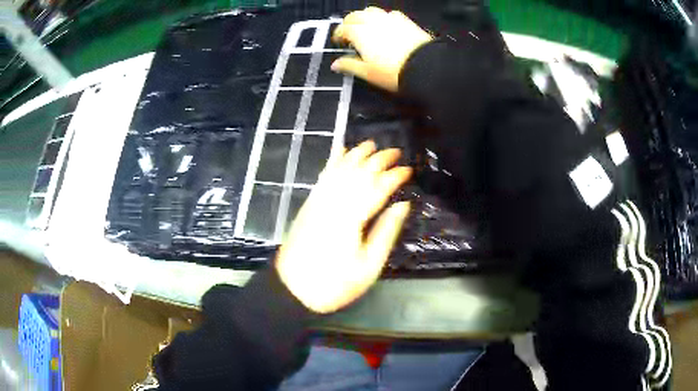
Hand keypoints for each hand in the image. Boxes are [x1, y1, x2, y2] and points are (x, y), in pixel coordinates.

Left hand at [275, 141, 412, 313]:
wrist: (292, 289)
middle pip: (359, 173)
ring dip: (356, 154)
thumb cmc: (335, 284)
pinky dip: (333, 161)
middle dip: (378, 159)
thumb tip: (403, 205)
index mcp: (352, 219)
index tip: (409, 170)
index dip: (395, 176)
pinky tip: (340, 152)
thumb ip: (386, 232)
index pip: (377, 188)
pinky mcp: (309, 204)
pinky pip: (323, 176)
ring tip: (371, 144)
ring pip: (339, 169)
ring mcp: (318, 202)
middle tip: (396, 151)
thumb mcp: (368, 266)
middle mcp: (334, 203)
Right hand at [331, 7, 432, 91]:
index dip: (338, 35)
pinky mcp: (405, 20)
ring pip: (371, 11)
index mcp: (359, 32)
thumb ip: (349, 65)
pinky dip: (383, 17)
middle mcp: (372, 21)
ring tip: (366, 27)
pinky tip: (386, 26)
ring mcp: (390, 18)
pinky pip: (390, 14)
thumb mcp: (367, 72)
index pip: (342, 28)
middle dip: (349, 23)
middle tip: (349, 33)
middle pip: (355, 15)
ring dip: (365, 17)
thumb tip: (336, 64)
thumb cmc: (393, 72)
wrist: (425, 67)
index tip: (339, 42)